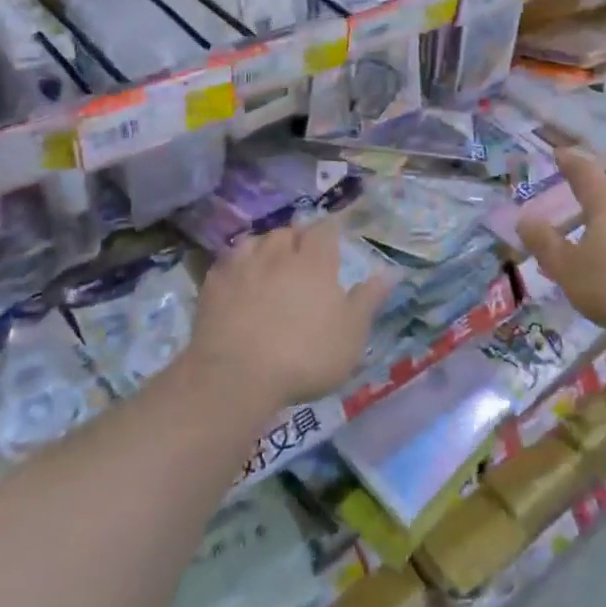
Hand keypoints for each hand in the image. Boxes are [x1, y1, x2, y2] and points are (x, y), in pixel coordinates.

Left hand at [188, 218, 392, 410]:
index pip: (324, 230)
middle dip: (297, 238)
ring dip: (266, 246)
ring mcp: (242, 266)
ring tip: (271, 262)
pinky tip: (240, 279)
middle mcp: (278, 254)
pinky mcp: (213, 284)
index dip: (329, 231)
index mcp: (314, 262)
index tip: (333, 238)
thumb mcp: (351, 334)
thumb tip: (391, 271)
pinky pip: (228, 262)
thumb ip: (369, 299)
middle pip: (288, 231)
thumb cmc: (305, 355)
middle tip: (303, 254)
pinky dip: (238, 265)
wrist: (236, 376)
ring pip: (256, 241)